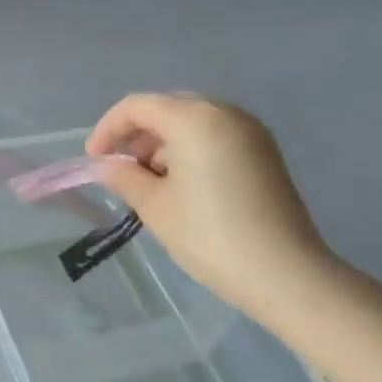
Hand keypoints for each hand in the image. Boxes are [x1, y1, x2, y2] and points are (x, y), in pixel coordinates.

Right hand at [86, 93, 333, 310]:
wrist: (287, 275)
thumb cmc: (210, 235)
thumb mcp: (154, 206)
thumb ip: (123, 176)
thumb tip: (106, 166)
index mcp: (194, 118)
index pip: (137, 106)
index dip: (108, 129)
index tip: (94, 160)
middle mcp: (224, 113)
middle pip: (166, 108)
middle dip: (137, 134)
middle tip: (119, 168)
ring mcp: (250, 132)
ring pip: (191, 122)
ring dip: (163, 143)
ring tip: (149, 182)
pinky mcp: (264, 153)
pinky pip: (215, 136)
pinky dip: (190, 150)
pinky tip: (182, 185)